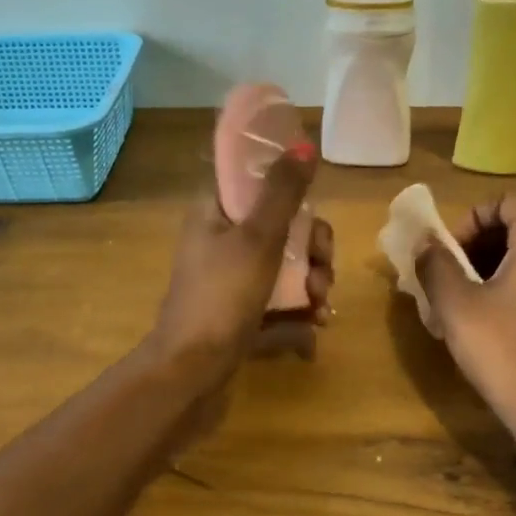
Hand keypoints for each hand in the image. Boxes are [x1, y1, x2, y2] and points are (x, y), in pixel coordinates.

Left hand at [150, 146, 334, 388]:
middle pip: (282, 226)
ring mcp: (232, 278)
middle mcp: (221, 240)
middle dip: (314, 248)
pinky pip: (280, 298)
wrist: (191, 371)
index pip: (254, 180)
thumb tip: (305, 144)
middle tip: (324, 268)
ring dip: (314, 281)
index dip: (289, 188)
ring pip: (287, 264)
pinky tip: (315, 325)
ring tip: (321, 306)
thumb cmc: (222, 296)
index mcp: (214, 212)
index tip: (314, 207)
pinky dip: (300, 308)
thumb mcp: (258, 238)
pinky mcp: (242, 311)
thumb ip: (283, 192)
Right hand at [417, 192, 515, 466]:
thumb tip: (425, 244)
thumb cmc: (503, 350)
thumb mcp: (456, 305)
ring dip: (485, 268)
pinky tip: (480, 321)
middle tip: (445, 274)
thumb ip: (436, 265)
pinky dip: (504, 288)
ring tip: (456, 300)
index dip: (471, 218)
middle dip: (474, 245)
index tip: (448, 250)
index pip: (507, 203)